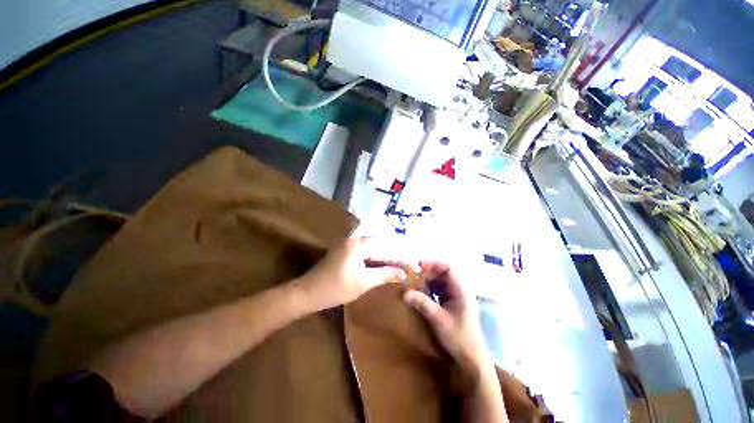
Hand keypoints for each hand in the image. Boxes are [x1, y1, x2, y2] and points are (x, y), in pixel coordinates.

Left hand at [292, 238, 405, 310]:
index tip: (408, 262)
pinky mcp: (340, 251)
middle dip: (389, 252)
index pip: (382, 248)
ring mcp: (344, 244)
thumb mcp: (364, 282)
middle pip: (376, 244)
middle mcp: (351, 240)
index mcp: (357, 245)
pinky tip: (377, 263)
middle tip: (402, 261)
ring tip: (393, 262)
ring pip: (368, 247)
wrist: (307, 293)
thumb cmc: (337, 288)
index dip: (396, 256)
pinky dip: (370, 257)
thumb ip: (384, 274)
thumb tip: (403, 273)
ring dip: (380, 254)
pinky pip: (360, 251)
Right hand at [403, 262, 488, 374]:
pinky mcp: (451, 304)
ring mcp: (455, 297)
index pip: (449, 268)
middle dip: (428, 273)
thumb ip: (422, 304)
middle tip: (413, 277)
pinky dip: (429, 290)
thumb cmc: (459, 338)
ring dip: (427, 282)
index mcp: (461, 291)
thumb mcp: (438, 320)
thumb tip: (405, 293)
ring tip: (414, 285)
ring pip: (440, 282)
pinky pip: (438, 291)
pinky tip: (420, 294)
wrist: (470, 360)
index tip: (419, 266)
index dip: (434, 264)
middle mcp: (459, 290)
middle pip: (443, 274)